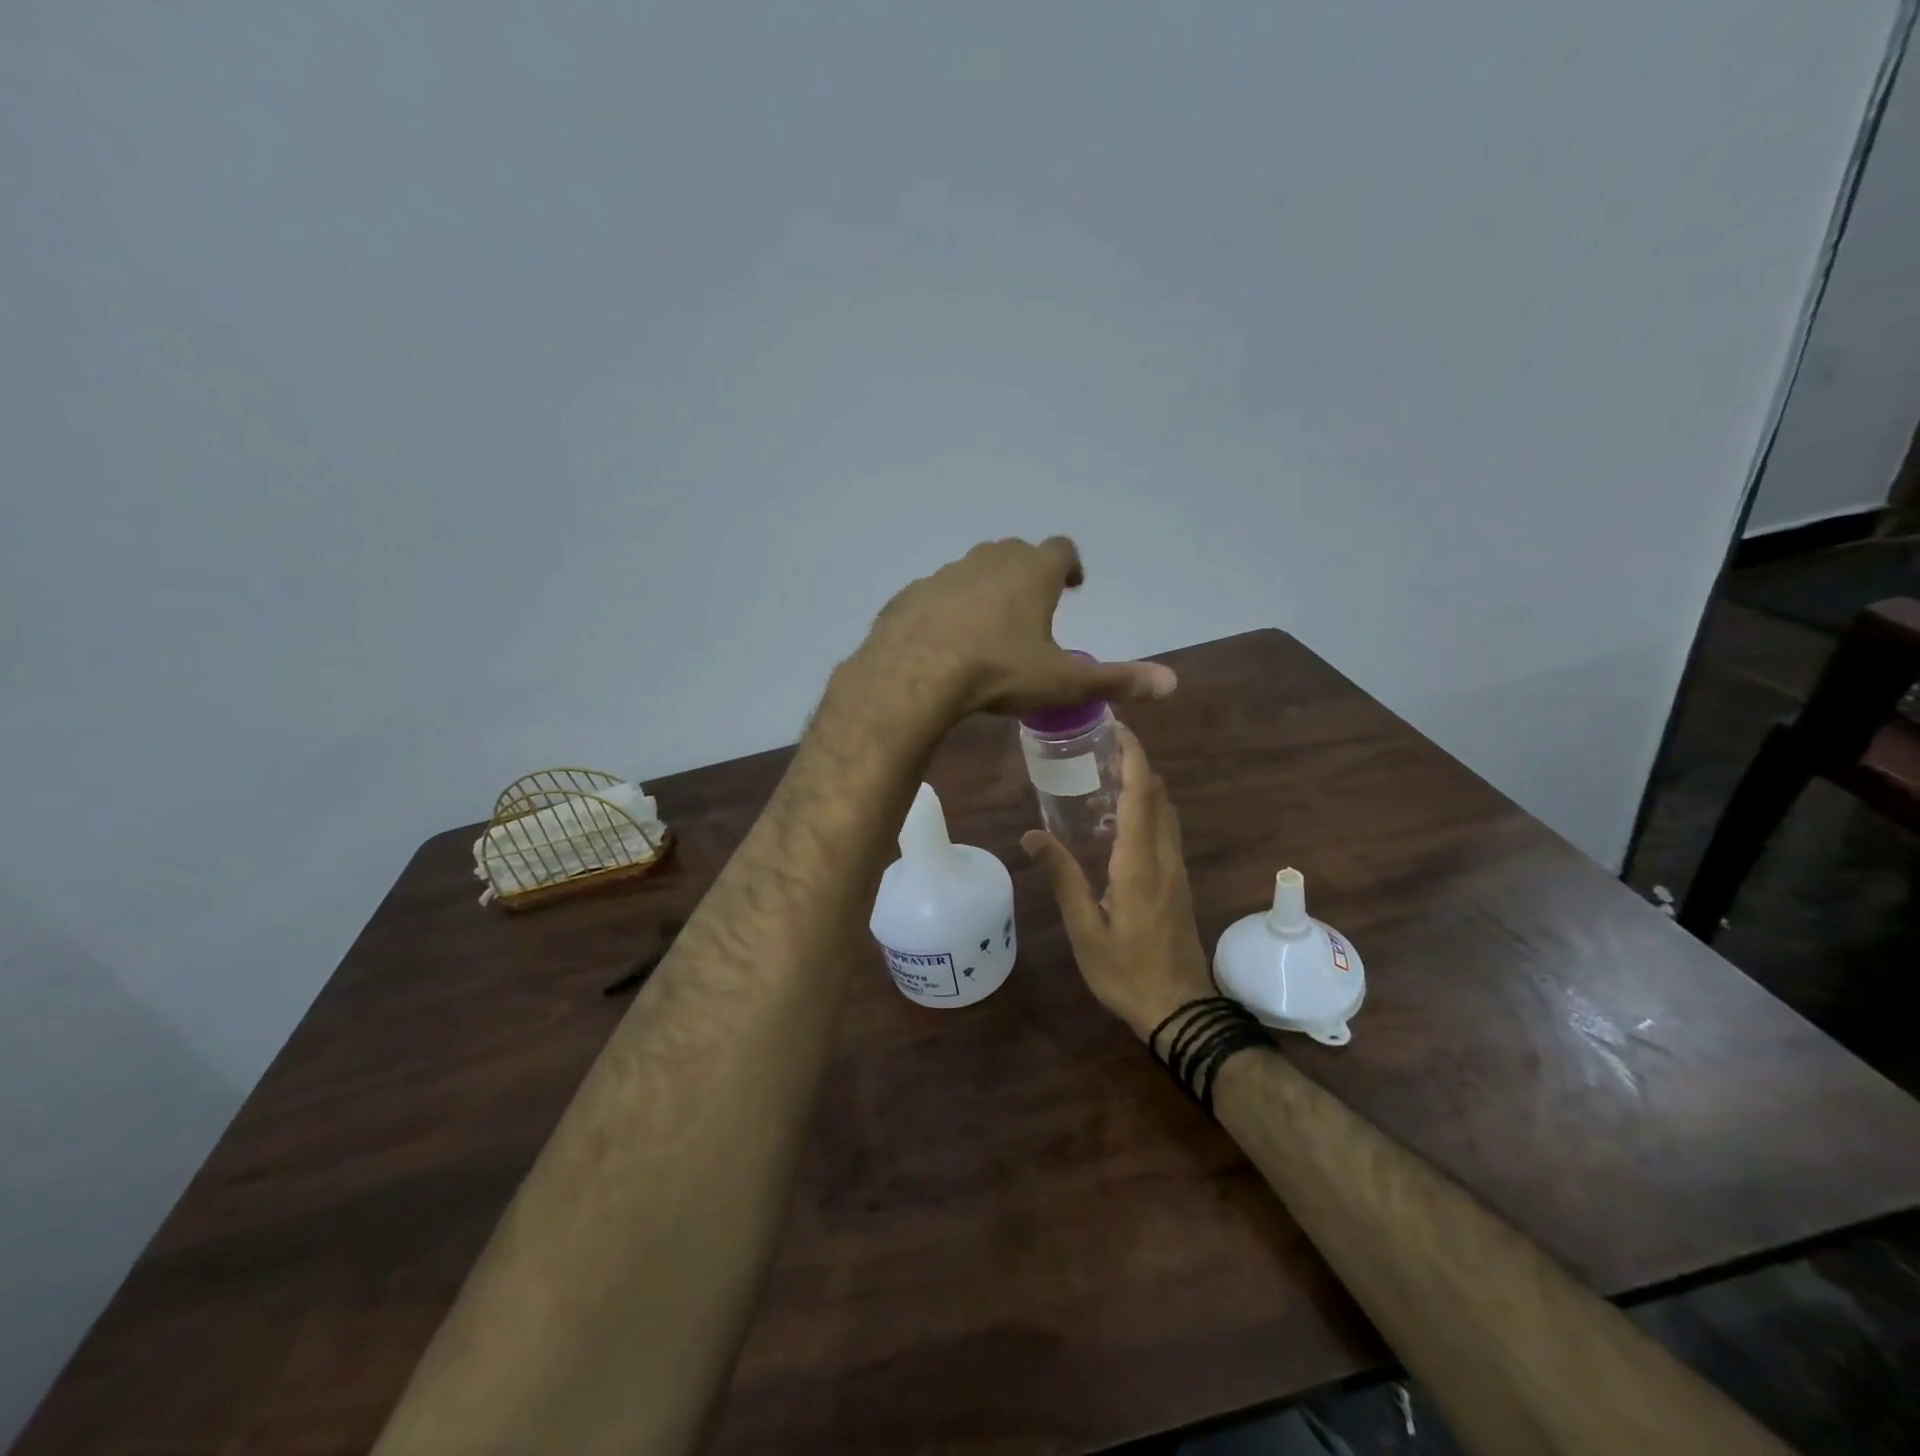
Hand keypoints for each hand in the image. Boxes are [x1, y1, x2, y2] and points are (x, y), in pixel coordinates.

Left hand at [855, 537, 1176, 719]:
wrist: (913, 675)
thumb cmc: (998, 672)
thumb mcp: (1062, 682)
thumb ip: (1116, 680)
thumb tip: (1171, 683)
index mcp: (1032, 571)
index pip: (1061, 549)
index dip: (1070, 566)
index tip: (1072, 585)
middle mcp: (989, 560)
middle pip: (1016, 554)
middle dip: (1028, 574)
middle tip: (1033, 606)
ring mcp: (945, 573)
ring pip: (973, 571)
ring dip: (986, 590)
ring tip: (989, 627)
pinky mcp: (911, 594)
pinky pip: (937, 595)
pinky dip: (948, 609)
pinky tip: (945, 639)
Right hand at [1023, 725, 1215, 1041]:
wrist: (1180, 1009)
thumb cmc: (1126, 972)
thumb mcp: (1085, 930)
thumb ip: (1063, 878)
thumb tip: (1031, 835)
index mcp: (1140, 864)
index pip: (1141, 795)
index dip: (1133, 757)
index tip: (1117, 728)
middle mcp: (1164, 858)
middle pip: (1158, 796)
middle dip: (1135, 764)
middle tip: (1098, 748)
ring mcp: (1176, 870)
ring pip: (1165, 812)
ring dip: (1142, 786)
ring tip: (1102, 777)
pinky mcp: (1177, 882)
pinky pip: (1165, 831)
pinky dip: (1145, 810)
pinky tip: (1115, 821)